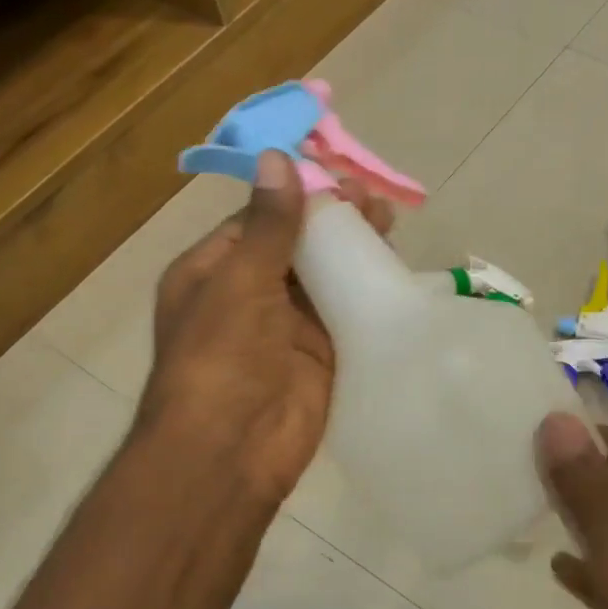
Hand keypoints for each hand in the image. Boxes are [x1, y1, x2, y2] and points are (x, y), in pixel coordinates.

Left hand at [139, 150, 392, 504]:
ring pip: (324, 278)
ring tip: (389, 221)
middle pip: (296, 247)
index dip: (297, 196)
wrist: (232, 449)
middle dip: (332, 221)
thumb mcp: (239, 280)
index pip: (259, 221)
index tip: (336, 175)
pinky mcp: (320, 356)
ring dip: (353, 252)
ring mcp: (286, 328)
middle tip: (373, 199)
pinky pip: (345, 314)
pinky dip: (366, 292)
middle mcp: (248, 296)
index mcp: (213, 272)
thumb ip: (267, 224)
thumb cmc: (221, 357)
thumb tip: (276, 158)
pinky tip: (393, 267)